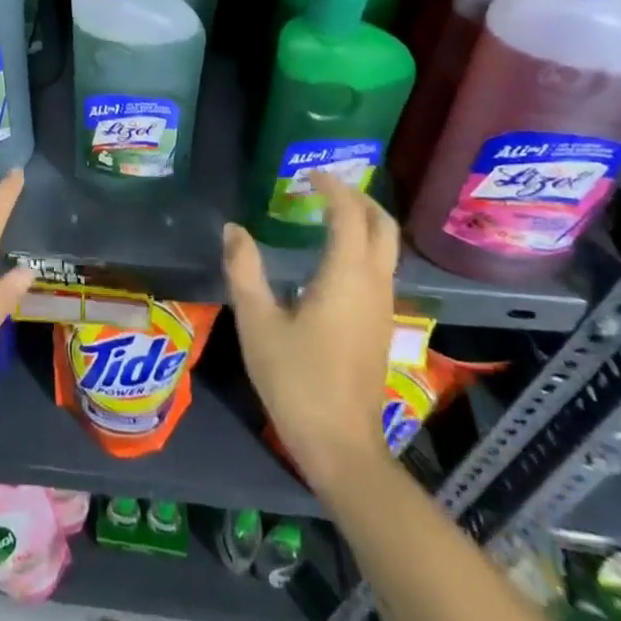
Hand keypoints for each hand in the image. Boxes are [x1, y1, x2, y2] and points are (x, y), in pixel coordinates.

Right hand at [223, 172, 398, 494]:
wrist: (341, 446)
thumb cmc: (296, 380)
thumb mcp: (258, 322)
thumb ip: (244, 270)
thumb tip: (233, 229)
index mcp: (346, 276)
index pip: (349, 214)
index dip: (332, 188)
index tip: (307, 174)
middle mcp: (373, 284)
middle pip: (383, 226)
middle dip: (359, 197)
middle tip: (325, 186)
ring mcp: (382, 307)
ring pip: (387, 247)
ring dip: (364, 221)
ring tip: (328, 212)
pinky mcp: (380, 325)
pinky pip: (381, 268)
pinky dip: (364, 245)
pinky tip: (333, 256)